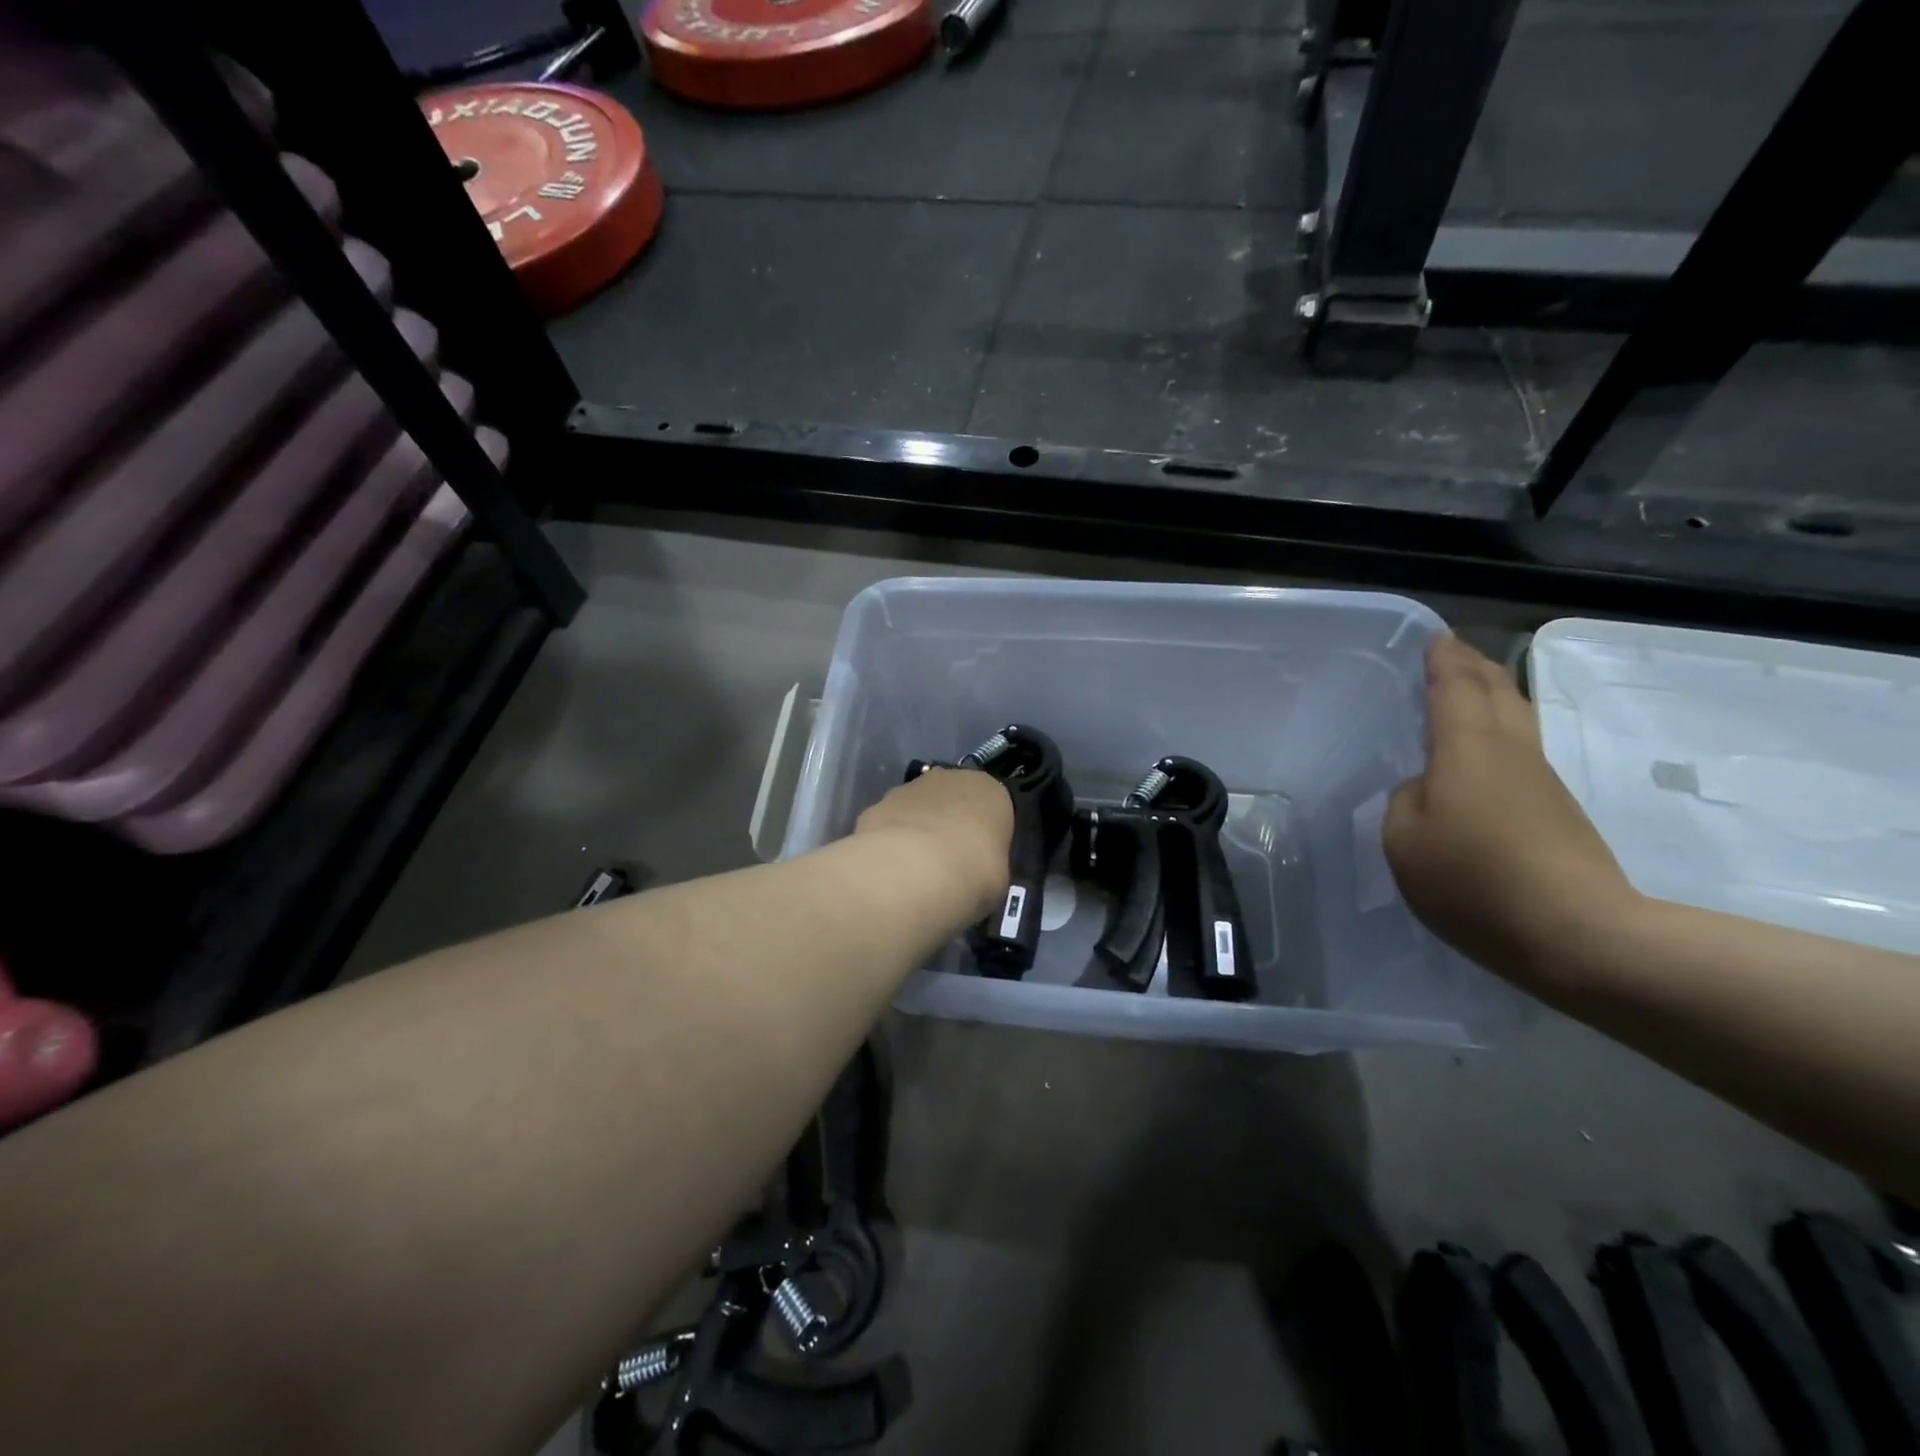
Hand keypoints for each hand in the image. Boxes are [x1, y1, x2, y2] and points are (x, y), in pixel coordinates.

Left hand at [856, 768, 1012, 922]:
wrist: (916, 871)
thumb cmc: (973, 872)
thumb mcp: (997, 879)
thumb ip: (988, 867)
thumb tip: (976, 874)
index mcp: (991, 791)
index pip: (992, 807)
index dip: (985, 835)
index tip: (979, 860)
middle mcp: (950, 778)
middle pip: (953, 800)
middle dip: (949, 825)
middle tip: (948, 863)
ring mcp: (909, 788)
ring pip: (918, 808)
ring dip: (918, 830)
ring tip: (915, 870)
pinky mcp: (877, 804)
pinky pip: (890, 822)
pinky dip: (890, 840)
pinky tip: (890, 868)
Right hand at [1385, 634, 1637, 988]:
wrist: (1579, 932)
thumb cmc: (1475, 880)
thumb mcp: (1405, 841)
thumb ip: (1404, 801)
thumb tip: (1425, 786)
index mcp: (1467, 748)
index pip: (1454, 687)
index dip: (1442, 658)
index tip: (1433, 636)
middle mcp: (1509, 750)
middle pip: (1496, 689)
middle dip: (1472, 665)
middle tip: (1450, 651)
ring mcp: (1539, 778)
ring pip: (1516, 715)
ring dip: (1492, 692)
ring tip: (1468, 687)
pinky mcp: (1556, 807)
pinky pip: (1520, 746)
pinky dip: (1498, 727)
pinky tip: (1483, 747)